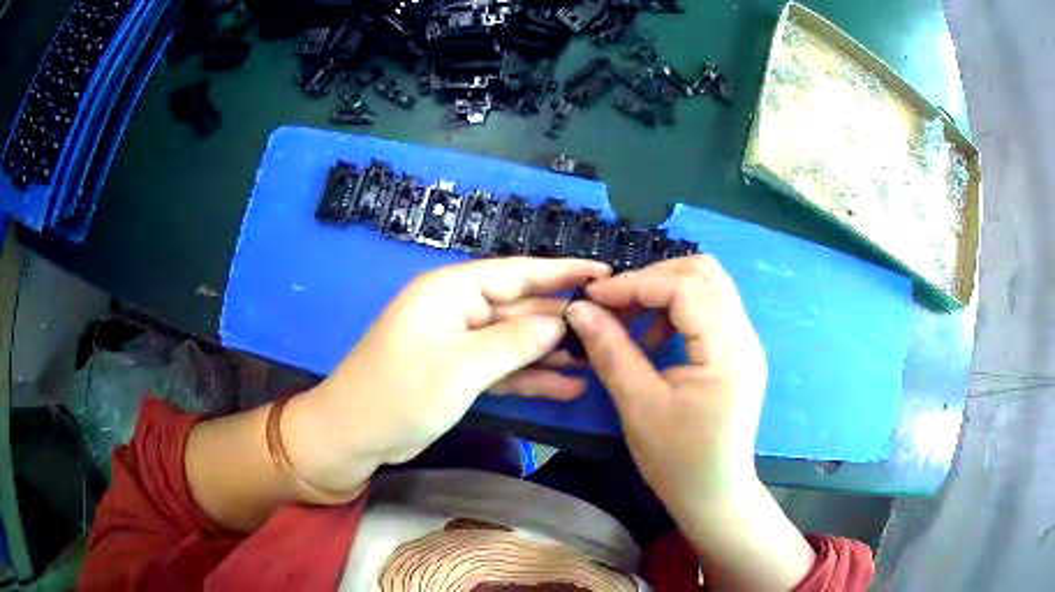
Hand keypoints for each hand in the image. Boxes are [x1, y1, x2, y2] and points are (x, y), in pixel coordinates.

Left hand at [286, 257, 610, 493]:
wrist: (354, 435)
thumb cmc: (401, 392)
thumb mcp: (461, 366)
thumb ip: (514, 342)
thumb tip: (560, 323)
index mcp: (452, 291)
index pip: (517, 273)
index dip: (562, 272)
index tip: (604, 274)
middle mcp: (458, 310)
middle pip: (519, 308)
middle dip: (562, 320)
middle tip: (611, 328)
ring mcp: (459, 344)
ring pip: (514, 342)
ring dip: (551, 353)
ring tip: (598, 360)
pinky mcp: (459, 374)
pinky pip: (502, 369)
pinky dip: (530, 378)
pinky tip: (567, 387)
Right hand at [567, 255, 814, 590]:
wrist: (715, 495)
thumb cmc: (678, 459)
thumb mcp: (639, 406)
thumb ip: (610, 351)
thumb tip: (579, 308)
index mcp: (727, 349)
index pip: (686, 287)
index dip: (637, 283)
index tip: (595, 297)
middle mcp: (744, 335)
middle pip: (705, 272)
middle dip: (654, 278)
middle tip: (616, 303)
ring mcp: (746, 343)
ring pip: (709, 287)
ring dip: (666, 292)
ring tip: (633, 322)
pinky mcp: (739, 353)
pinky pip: (711, 310)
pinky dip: (678, 311)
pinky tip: (655, 340)